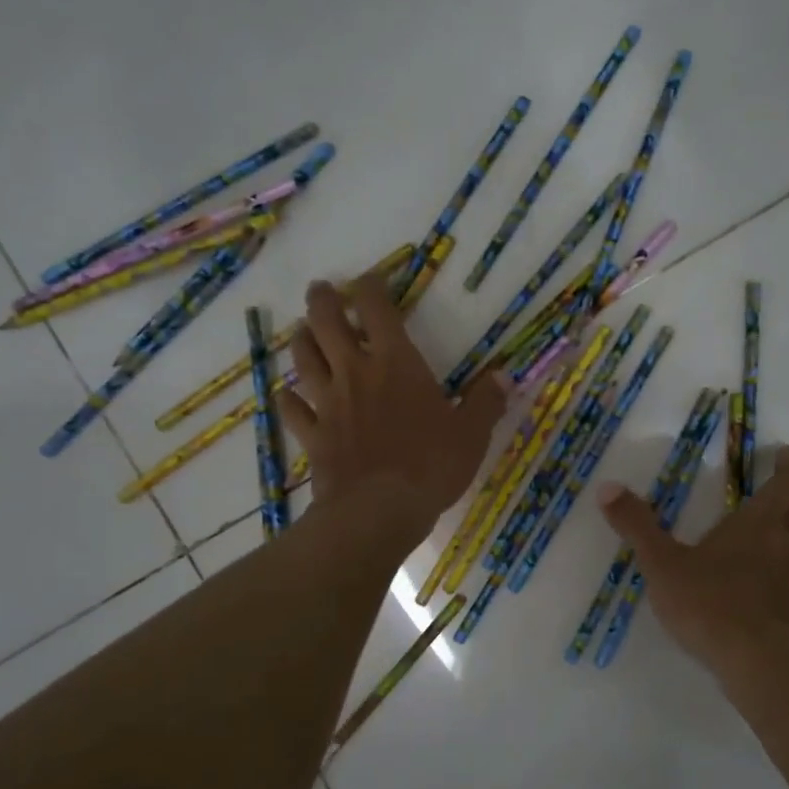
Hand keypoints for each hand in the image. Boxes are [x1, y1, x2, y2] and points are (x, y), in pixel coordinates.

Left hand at [278, 276, 506, 536]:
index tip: (370, 278)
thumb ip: (485, 403)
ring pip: (304, 360)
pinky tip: (285, 395)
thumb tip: (503, 376)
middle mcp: (356, 373)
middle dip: (323, 301)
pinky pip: (294, 411)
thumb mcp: (471, 434)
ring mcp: (329, 404)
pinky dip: (287, 399)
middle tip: (321, 289)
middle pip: (327, 324)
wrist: (378, 511)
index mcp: (396, 363)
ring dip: (301, 341)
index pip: (378, 310)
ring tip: (302, 331)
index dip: (371, 287)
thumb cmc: (430, 465)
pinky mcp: (313, 436)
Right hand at [598, 445, 788, 680]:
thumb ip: (636, 525)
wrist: (750, 663)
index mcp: (759, 526)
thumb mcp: (661, 561)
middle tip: (788, 512)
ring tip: (785, 557)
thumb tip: (608, 487)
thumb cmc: (707, 601)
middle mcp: (786, 550)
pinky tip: (772, 609)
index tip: (783, 455)